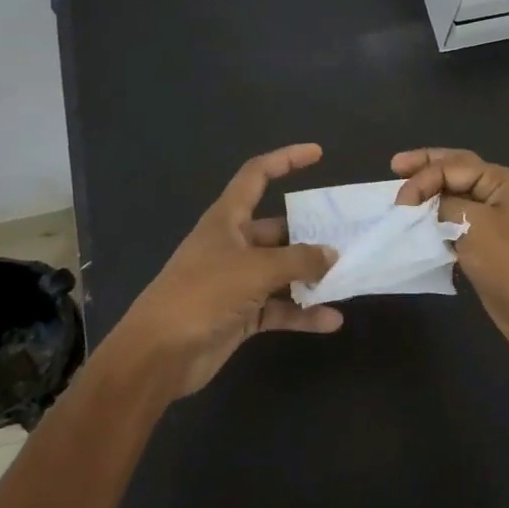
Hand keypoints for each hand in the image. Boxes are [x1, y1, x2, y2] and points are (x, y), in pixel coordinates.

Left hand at [119, 144, 342, 396]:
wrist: (159, 354)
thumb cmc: (204, 294)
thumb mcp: (257, 269)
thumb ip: (299, 260)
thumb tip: (332, 255)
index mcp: (227, 219)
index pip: (257, 175)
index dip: (286, 159)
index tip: (317, 153)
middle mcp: (233, 244)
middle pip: (278, 229)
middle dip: (311, 233)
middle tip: (348, 236)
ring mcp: (237, 281)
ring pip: (282, 271)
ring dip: (311, 276)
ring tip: (347, 277)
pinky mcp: (241, 314)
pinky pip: (279, 307)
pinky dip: (302, 313)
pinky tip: (332, 320)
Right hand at [391, 148, 508, 372]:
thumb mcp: (473, 225)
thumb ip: (444, 205)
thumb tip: (425, 205)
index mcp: (499, 180)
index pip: (451, 166)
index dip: (422, 179)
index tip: (399, 204)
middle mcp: (495, 192)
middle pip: (453, 169)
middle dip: (424, 167)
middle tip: (395, 165)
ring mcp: (490, 217)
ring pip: (451, 194)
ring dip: (427, 192)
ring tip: (401, 193)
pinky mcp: (482, 241)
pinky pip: (452, 219)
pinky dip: (433, 217)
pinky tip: (417, 222)